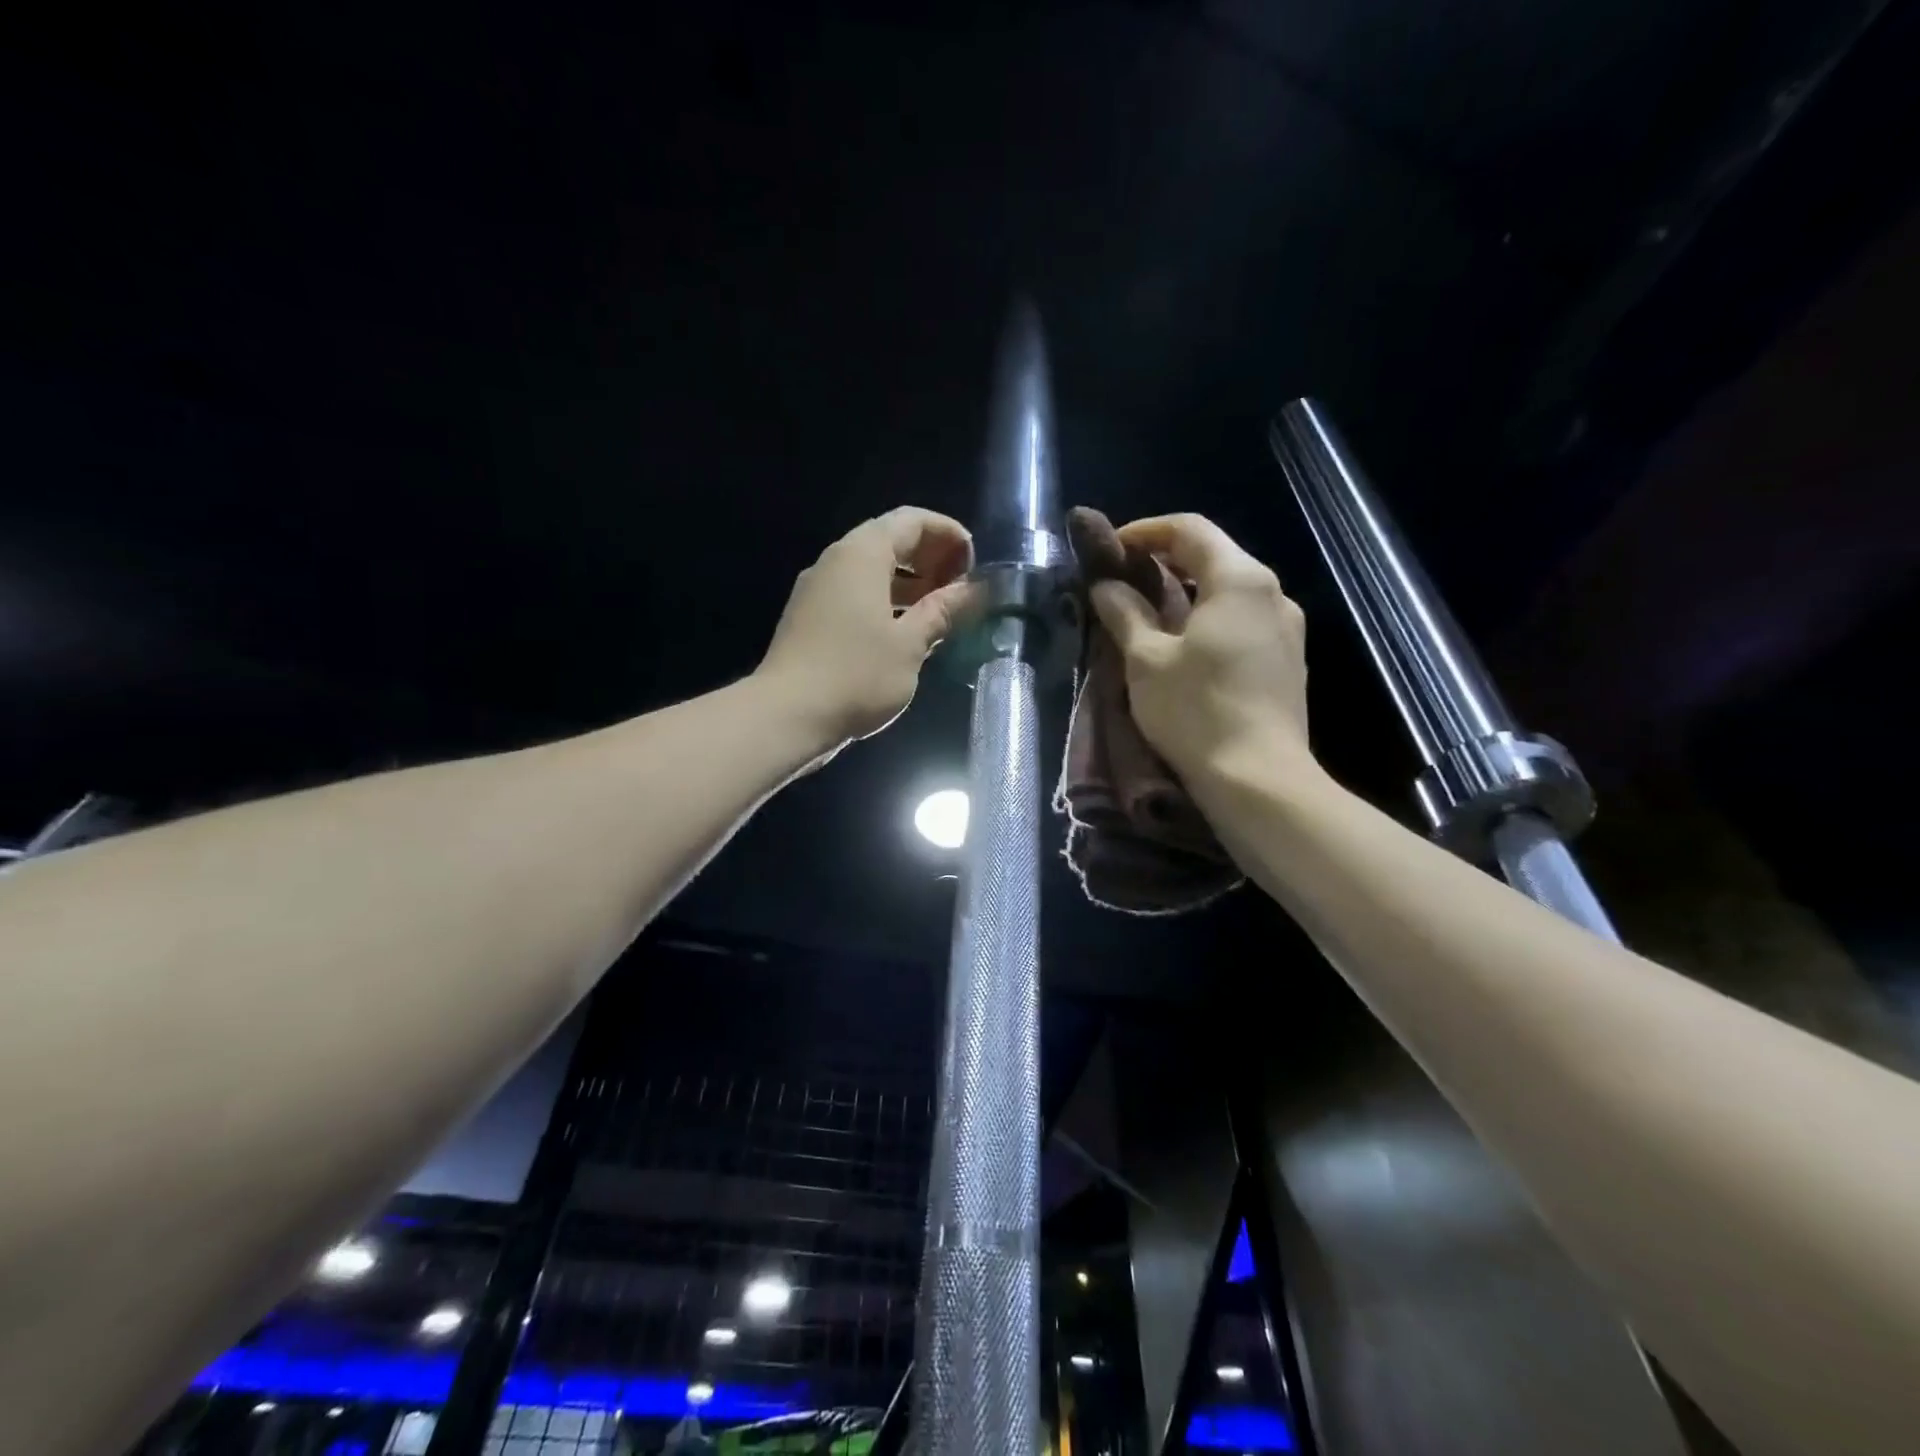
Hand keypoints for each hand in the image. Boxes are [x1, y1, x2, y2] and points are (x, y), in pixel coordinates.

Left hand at [756, 507, 977, 754]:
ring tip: (941, 611)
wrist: (786, 716)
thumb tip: (976, 590)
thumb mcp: (910, 644)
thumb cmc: (856, 675)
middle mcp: (836, 561)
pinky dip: (887, 602)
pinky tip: (906, 633)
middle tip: (961, 589)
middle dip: (931, 558)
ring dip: (910, 583)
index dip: (949, 535)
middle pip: (890, 541)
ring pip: (872, 570)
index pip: (912, 521)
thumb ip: (943, 611)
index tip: (974, 566)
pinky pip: (856, 594)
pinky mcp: (810, 618)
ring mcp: (818, 590)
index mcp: (861, 554)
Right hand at [1090, 513, 1315, 785]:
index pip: (1189, 529)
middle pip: (1215, 556)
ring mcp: (1286, 629)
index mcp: (1240, 580)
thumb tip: (1107, 586)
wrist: (1260, 781)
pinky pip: (1243, 622)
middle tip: (1124, 579)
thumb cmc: (1196, 711)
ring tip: (1149, 614)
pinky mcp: (1287, 662)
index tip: (1111, 550)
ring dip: (1188, 592)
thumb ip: (1125, 613)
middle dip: (1165, 560)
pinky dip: (1209, 619)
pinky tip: (1185, 647)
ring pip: (1230, 591)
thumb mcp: (1146, 660)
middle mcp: (1273, 594)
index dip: (1145, 531)